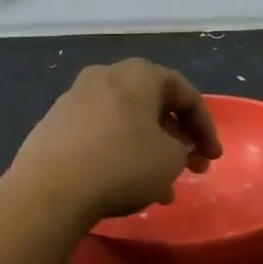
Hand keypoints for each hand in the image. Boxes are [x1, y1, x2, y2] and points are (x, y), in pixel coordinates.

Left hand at [9, 59, 222, 222]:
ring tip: (160, 187)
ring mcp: (75, 97)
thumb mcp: (170, 160)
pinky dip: (119, 152)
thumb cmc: (122, 165)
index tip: (213, 157)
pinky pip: (100, 133)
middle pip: (153, 105)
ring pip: (126, 121)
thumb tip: (170, 148)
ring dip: (148, 149)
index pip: (186, 95)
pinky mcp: (54, 123)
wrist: (49, 190)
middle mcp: (106, 75)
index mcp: (140, 74)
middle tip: (190, 168)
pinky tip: (125, 185)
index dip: (206, 128)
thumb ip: (182, 149)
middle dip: (176, 138)